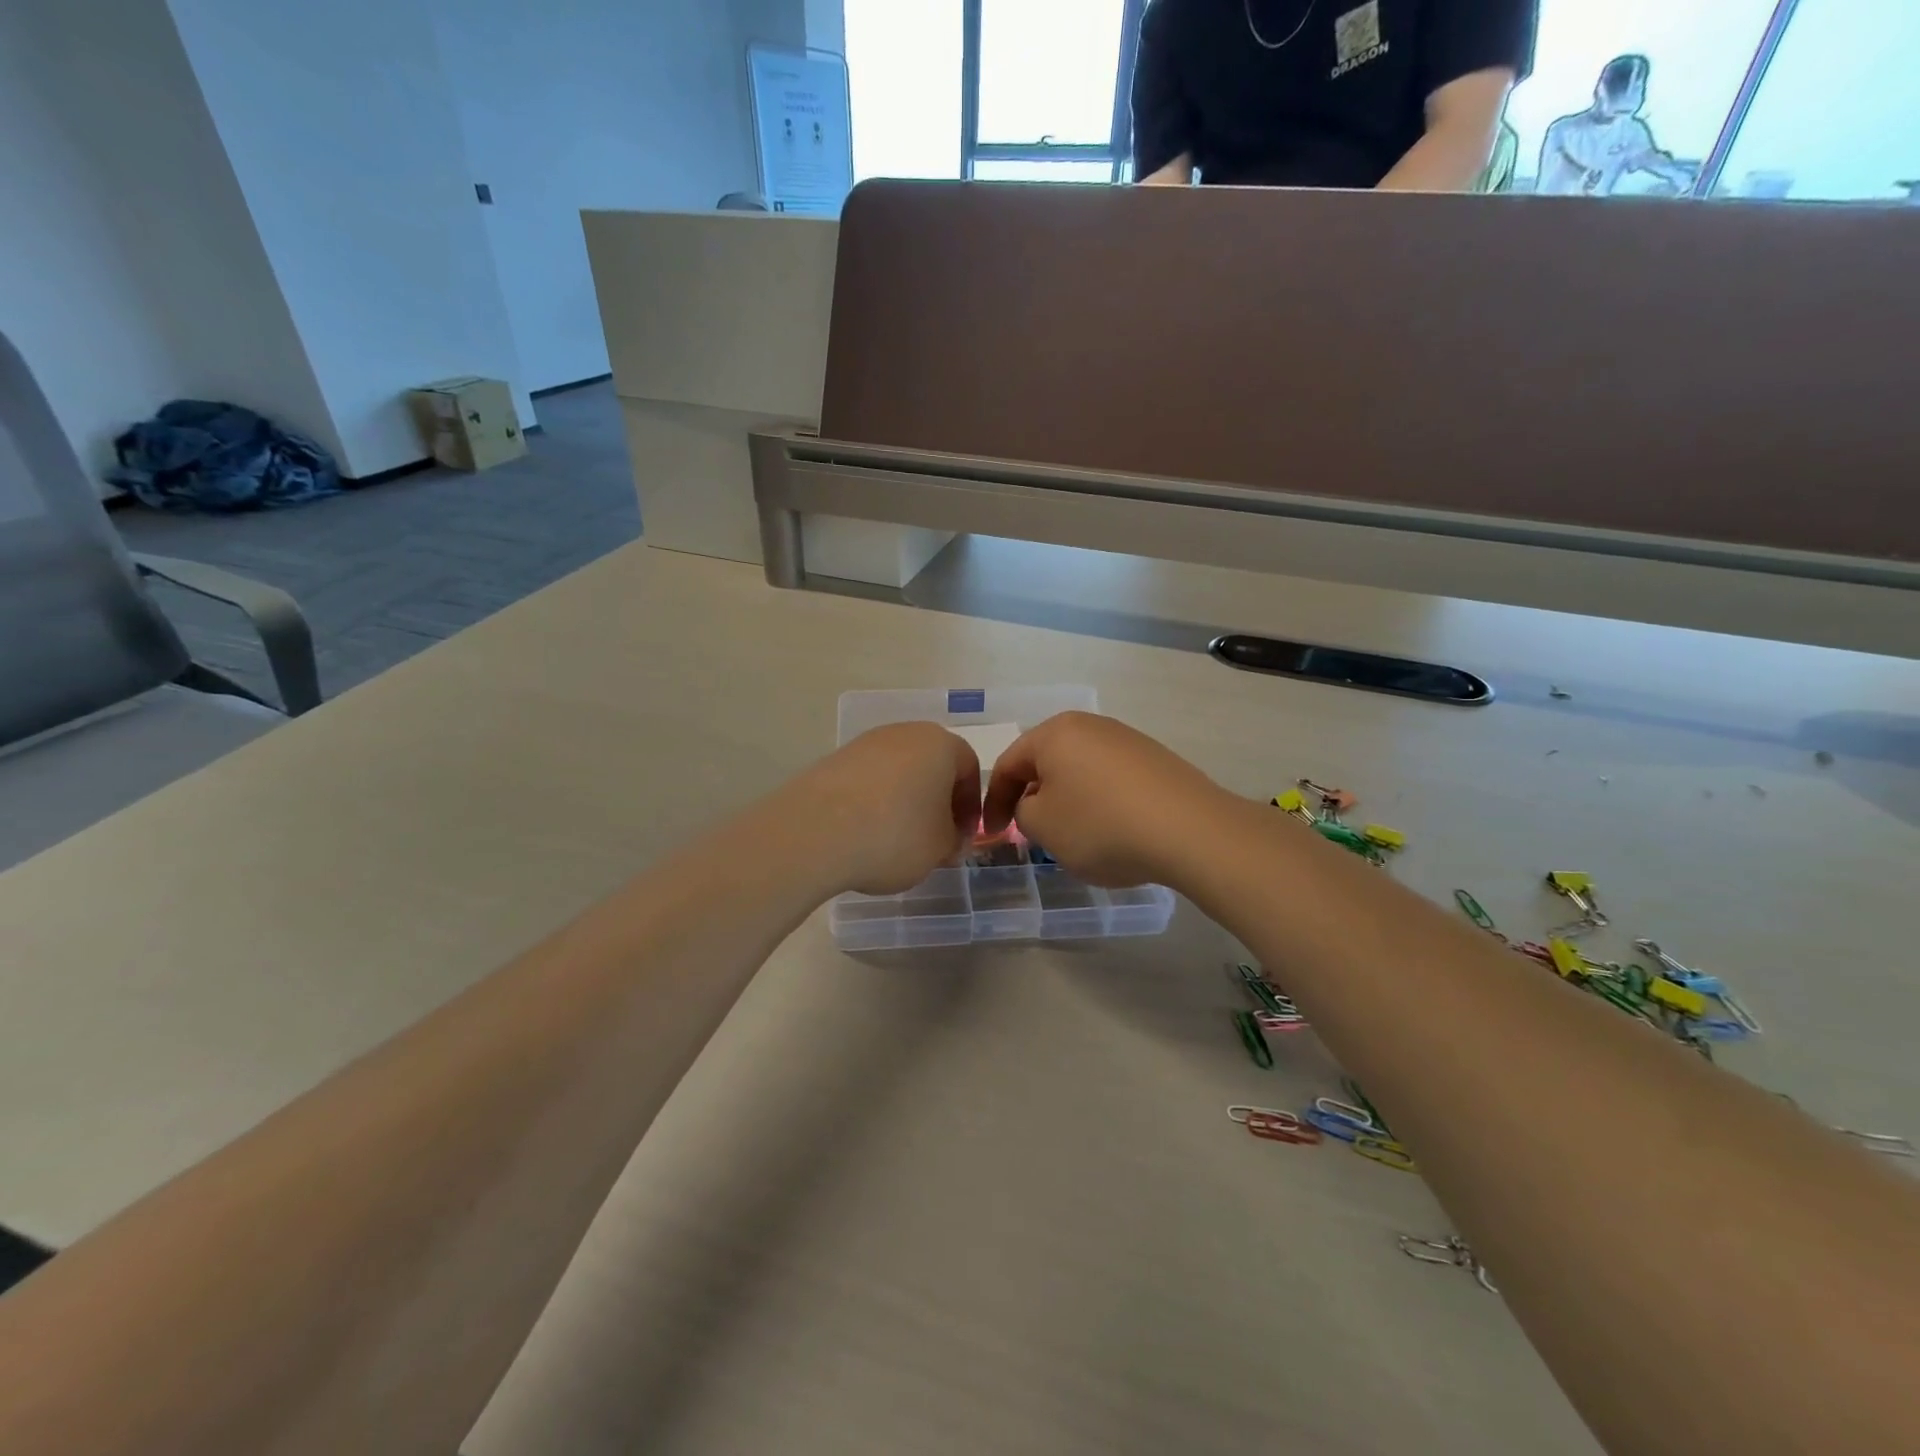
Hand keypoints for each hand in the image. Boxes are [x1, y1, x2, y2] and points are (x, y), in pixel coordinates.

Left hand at [789, 723, 980, 895]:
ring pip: (898, 771)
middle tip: (934, 837)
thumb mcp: (940, 847)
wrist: (816, 832)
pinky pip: (867, 781)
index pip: (969, 769)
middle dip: (937, 800)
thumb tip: (950, 837)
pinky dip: (873, 803)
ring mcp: (864, 744)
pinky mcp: (833, 760)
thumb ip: (954, 840)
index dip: (970, 806)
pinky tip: (865, 832)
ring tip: (896, 838)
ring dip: (904, 800)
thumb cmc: (896, 834)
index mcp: (940, 744)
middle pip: (931, 765)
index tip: (962, 837)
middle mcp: (904, 733)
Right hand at [980, 712, 1229, 886]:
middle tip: (1029, 829)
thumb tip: (1035, 804)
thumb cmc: (1101, 825)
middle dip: (1033, 795)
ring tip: (1072, 833)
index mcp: (1055, 733)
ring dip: (1067, 798)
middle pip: (1046, 761)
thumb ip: (1023, 812)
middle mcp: (1090, 726)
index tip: (994, 833)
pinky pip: (1111, 779)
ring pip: (1080, 769)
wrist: (1190, 830)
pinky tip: (1112, 828)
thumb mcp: (1044, 827)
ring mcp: (1127, 739)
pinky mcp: (1155, 759)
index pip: (1009, 764)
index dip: (995, 801)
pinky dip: (1100, 801)